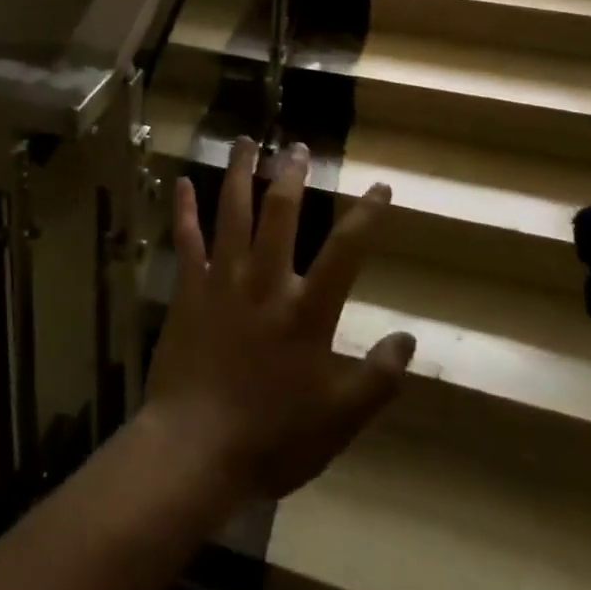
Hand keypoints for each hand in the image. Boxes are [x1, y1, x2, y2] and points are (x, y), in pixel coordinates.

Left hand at [143, 138, 415, 503]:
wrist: (196, 449)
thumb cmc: (272, 438)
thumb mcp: (338, 420)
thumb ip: (376, 379)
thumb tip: (409, 338)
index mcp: (306, 311)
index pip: (345, 251)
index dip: (366, 215)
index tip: (379, 186)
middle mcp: (265, 282)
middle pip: (280, 213)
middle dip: (291, 175)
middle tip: (296, 145)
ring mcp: (223, 280)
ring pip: (232, 212)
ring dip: (238, 173)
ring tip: (245, 141)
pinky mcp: (189, 289)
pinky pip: (187, 240)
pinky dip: (184, 210)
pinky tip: (181, 183)